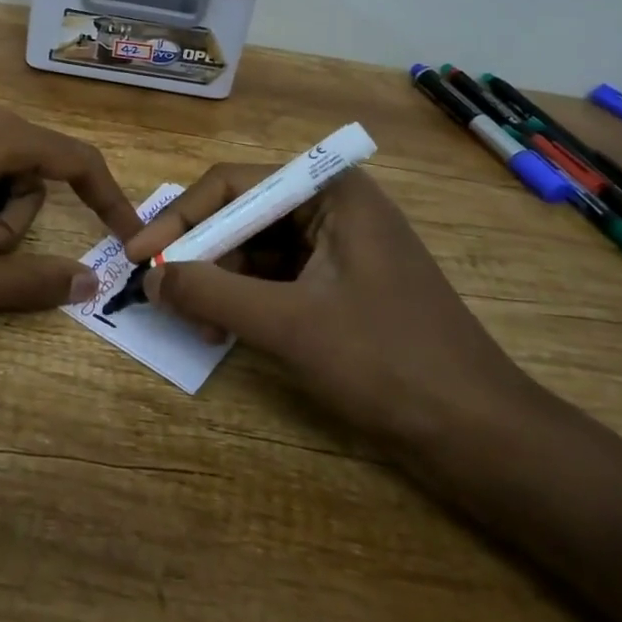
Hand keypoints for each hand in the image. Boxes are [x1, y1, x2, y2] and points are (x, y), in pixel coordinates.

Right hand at [122, 166, 537, 452]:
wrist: (482, 437)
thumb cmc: (387, 363)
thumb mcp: (289, 325)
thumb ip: (211, 294)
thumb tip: (151, 277)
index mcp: (331, 191)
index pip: (234, 184)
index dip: (180, 220)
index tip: (139, 256)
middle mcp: (336, 206)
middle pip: (245, 215)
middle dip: (202, 256)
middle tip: (165, 297)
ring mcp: (343, 246)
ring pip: (259, 249)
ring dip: (222, 281)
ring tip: (197, 324)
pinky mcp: (344, 284)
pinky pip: (280, 277)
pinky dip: (248, 300)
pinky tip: (226, 329)